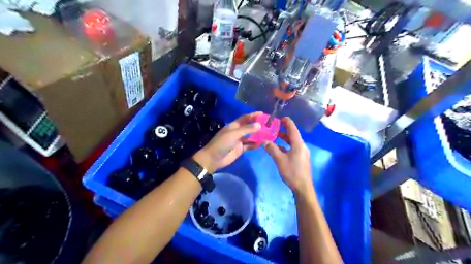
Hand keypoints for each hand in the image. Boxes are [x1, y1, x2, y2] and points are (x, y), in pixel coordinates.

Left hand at [193, 112, 262, 172]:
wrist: (213, 158)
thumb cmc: (222, 143)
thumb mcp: (234, 134)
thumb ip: (247, 129)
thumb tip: (259, 125)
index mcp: (234, 126)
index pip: (245, 118)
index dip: (253, 115)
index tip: (263, 114)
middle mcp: (237, 132)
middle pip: (249, 127)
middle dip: (258, 126)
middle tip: (269, 125)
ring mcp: (239, 141)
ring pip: (250, 137)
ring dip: (258, 136)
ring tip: (269, 135)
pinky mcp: (240, 149)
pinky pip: (249, 146)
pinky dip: (255, 145)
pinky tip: (262, 144)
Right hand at [264, 117, 311, 193]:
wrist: (302, 187)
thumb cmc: (292, 172)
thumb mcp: (279, 160)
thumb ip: (272, 149)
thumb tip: (265, 141)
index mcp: (298, 144)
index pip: (293, 129)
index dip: (287, 122)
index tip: (281, 118)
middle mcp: (302, 146)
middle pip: (293, 135)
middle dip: (284, 130)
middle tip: (275, 127)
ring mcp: (302, 153)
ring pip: (293, 142)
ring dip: (285, 139)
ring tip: (275, 137)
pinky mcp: (301, 159)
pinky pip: (293, 148)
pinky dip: (286, 146)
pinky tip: (279, 149)